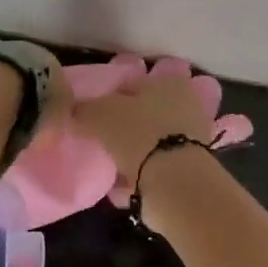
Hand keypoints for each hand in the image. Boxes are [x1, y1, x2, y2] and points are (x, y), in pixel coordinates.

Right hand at [71, 57, 252, 194]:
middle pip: (144, 113)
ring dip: (133, 152)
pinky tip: (123, 185)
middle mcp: (186, 103)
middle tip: (100, 140)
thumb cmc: (138, 133)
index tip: (91, 116)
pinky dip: (142, 173)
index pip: (130, 84)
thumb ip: (83, 110)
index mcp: (168, 81)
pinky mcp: (193, 166)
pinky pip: (157, 166)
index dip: (108, 98)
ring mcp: (192, 136)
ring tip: (110, 165)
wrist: (175, 181)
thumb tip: (74, 111)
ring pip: (152, 140)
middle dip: (123, 126)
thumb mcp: (100, 115)